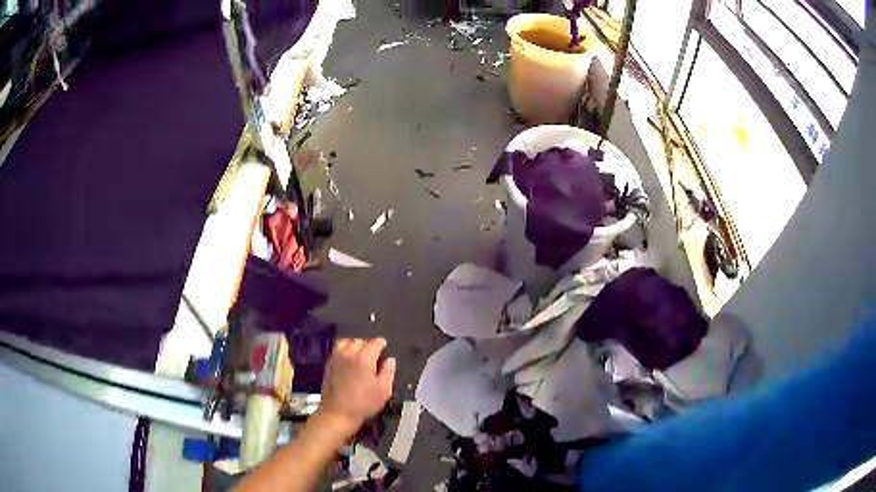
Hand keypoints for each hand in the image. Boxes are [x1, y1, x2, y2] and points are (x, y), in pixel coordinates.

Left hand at [318, 338, 395, 437]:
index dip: (382, 344)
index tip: (384, 348)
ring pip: (347, 341)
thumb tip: (390, 360)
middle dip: (368, 345)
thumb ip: (388, 372)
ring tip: (360, 353)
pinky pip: (338, 349)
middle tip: (374, 355)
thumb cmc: (364, 403)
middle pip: (360, 341)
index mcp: (365, 358)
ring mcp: (337, 357)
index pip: (375, 342)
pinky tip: (348, 359)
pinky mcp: (329, 363)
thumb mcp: (383, 390)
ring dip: (355, 344)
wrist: (338, 413)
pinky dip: (345, 349)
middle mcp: (350, 353)